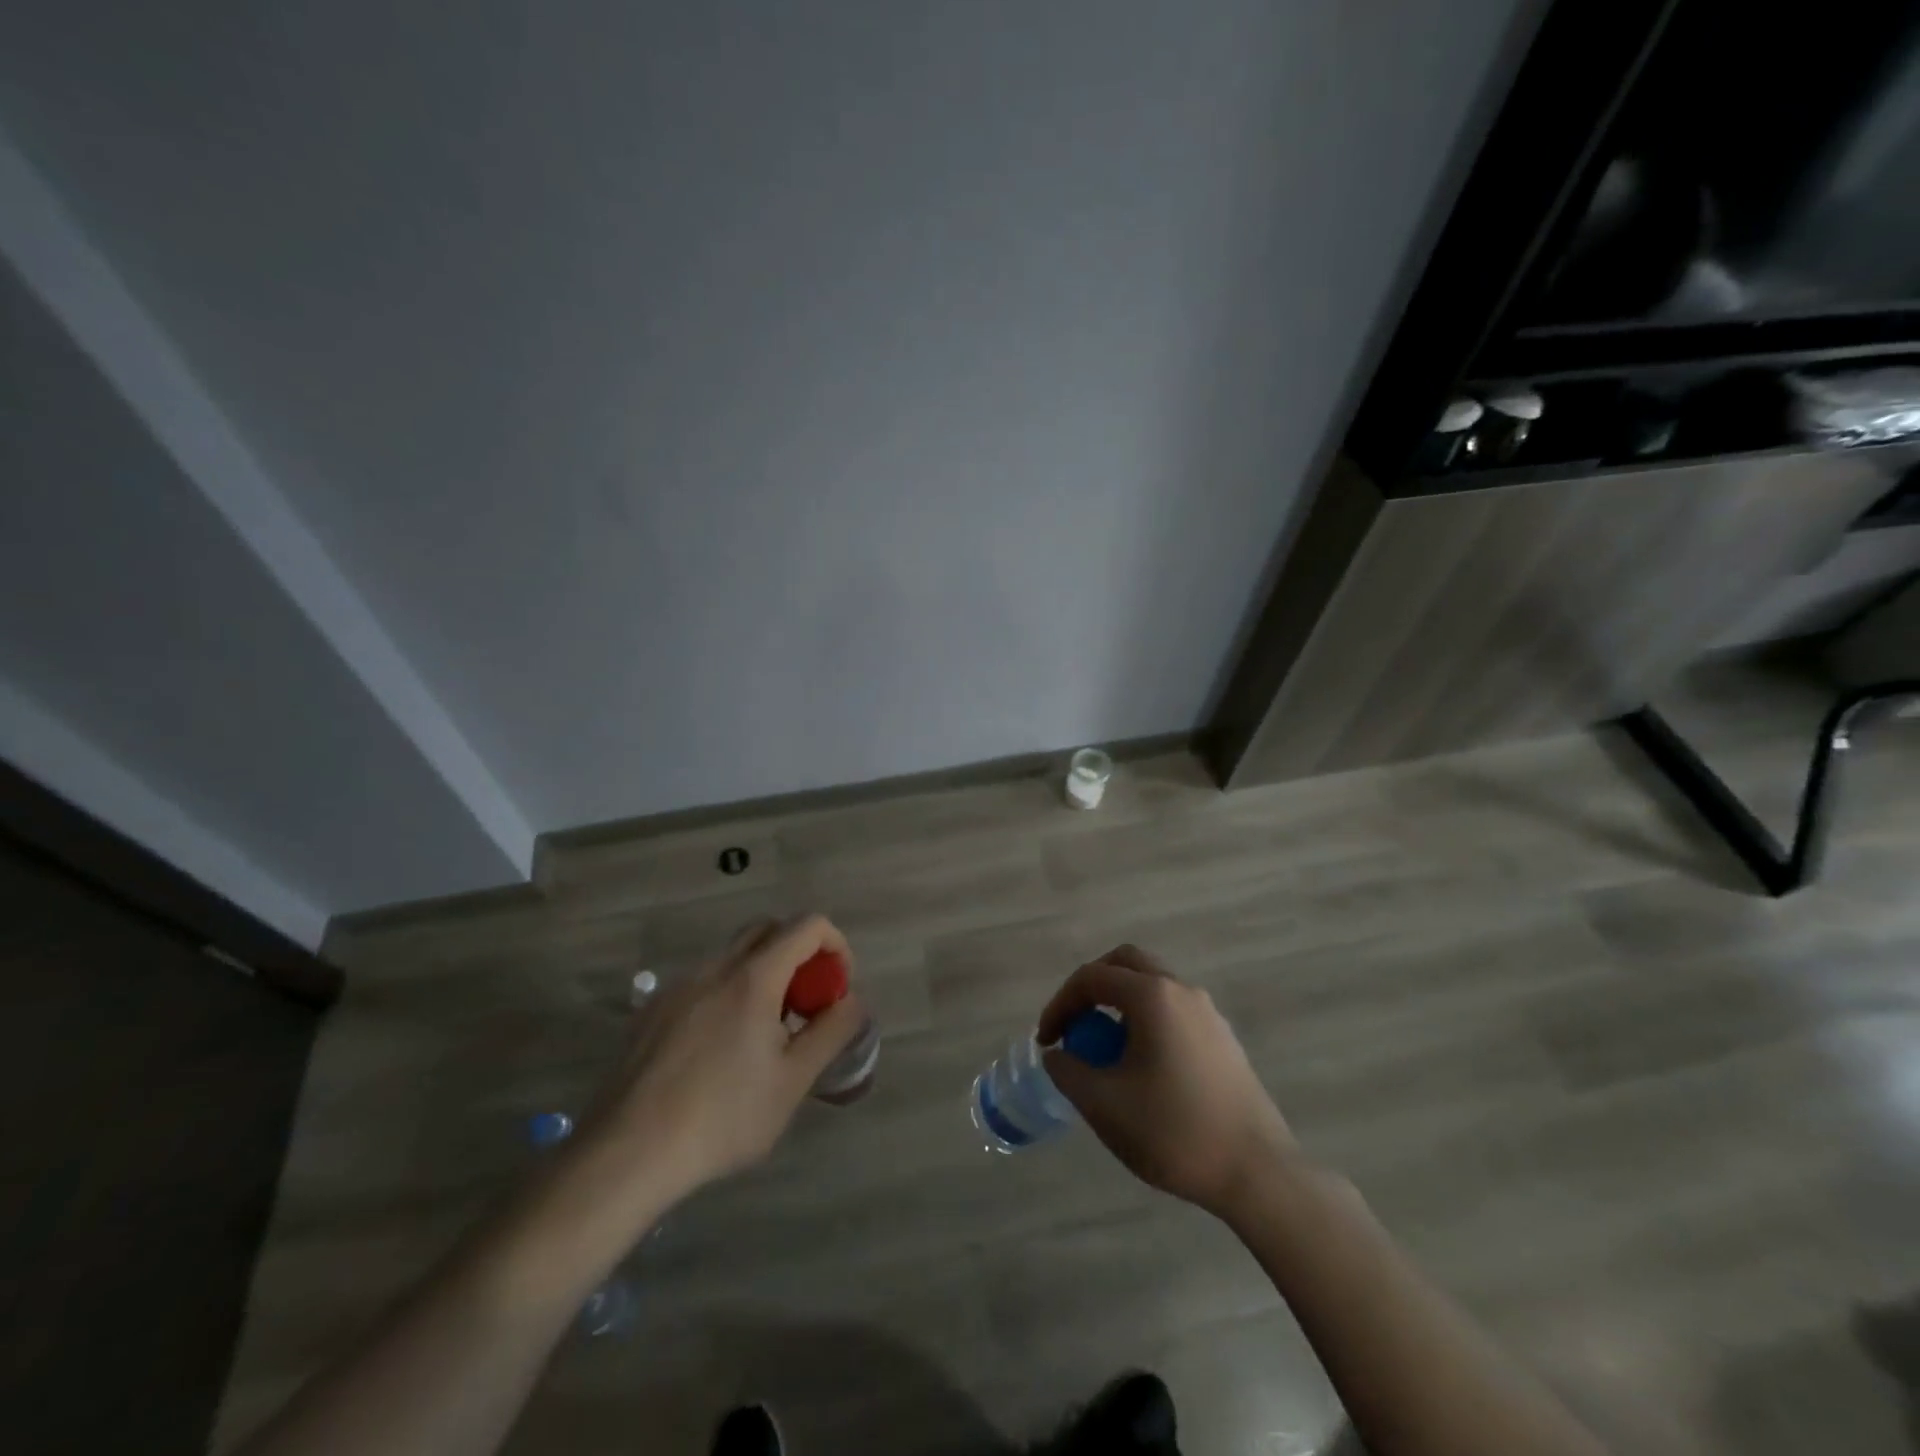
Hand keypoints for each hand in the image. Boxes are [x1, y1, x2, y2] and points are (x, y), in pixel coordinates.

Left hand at [575, 915, 866, 1202]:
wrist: (627, 1154)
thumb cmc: (723, 1118)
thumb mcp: (793, 1081)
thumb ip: (832, 1031)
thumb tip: (852, 1000)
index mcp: (754, 977)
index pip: (807, 925)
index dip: (834, 945)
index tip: (838, 986)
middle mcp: (716, 967)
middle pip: (768, 930)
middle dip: (799, 953)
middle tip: (805, 1004)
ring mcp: (679, 985)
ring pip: (733, 955)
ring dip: (763, 974)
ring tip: (764, 1033)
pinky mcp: (652, 1009)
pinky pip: (703, 981)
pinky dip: (728, 992)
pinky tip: (720, 1050)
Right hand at [1038, 944, 1296, 1217]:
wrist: (1258, 1173)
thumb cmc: (1175, 1132)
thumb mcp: (1104, 1105)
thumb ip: (1068, 1071)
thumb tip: (1057, 1054)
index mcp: (1152, 996)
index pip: (1092, 978)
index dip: (1060, 1004)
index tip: (1046, 1041)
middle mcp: (1182, 990)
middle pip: (1126, 963)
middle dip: (1091, 987)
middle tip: (1075, 1024)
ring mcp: (1208, 1012)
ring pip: (1152, 985)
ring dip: (1120, 1003)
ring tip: (1104, 1049)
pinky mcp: (1222, 1038)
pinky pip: (1172, 1009)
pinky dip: (1145, 1020)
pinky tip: (1142, 1067)